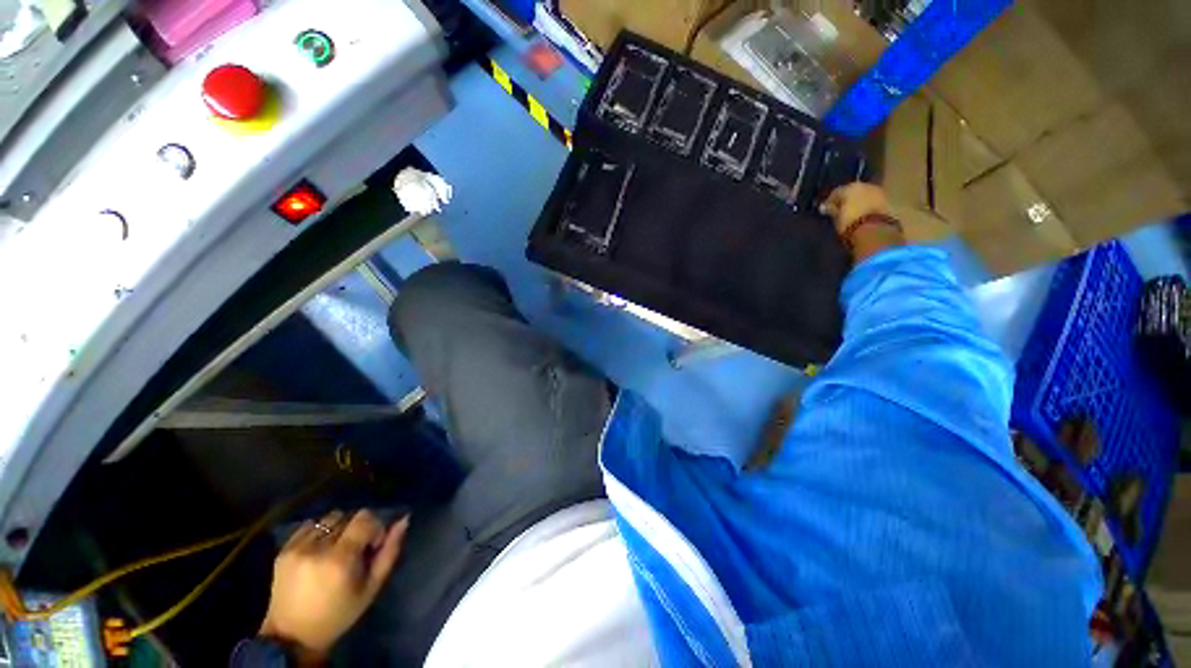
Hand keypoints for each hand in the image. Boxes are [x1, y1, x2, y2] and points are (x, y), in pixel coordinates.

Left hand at [260, 510, 408, 663]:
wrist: (293, 635)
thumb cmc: (340, 613)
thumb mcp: (372, 587)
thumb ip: (390, 551)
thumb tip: (404, 519)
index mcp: (340, 559)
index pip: (365, 517)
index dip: (374, 528)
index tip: (372, 546)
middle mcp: (317, 548)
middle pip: (348, 515)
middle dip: (357, 528)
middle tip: (355, 550)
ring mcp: (296, 548)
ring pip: (329, 518)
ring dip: (339, 528)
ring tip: (336, 549)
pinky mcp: (283, 550)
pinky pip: (309, 525)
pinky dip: (320, 531)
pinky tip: (319, 549)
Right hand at [821, 183, 902, 261]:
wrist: (876, 230)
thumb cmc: (850, 222)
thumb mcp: (836, 218)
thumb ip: (832, 210)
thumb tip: (824, 207)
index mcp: (850, 187)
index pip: (836, 192)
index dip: (830, 201)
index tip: (826, 210)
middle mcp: (865, 185)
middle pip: (853, 191)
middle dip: (847, 200)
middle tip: (840, 211)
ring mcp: (879, 192)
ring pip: (864, 196)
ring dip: (858, 203)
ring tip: (852, 214)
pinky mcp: (888, 202)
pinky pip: (873, 202)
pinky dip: (867, 207)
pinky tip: (862, 216)